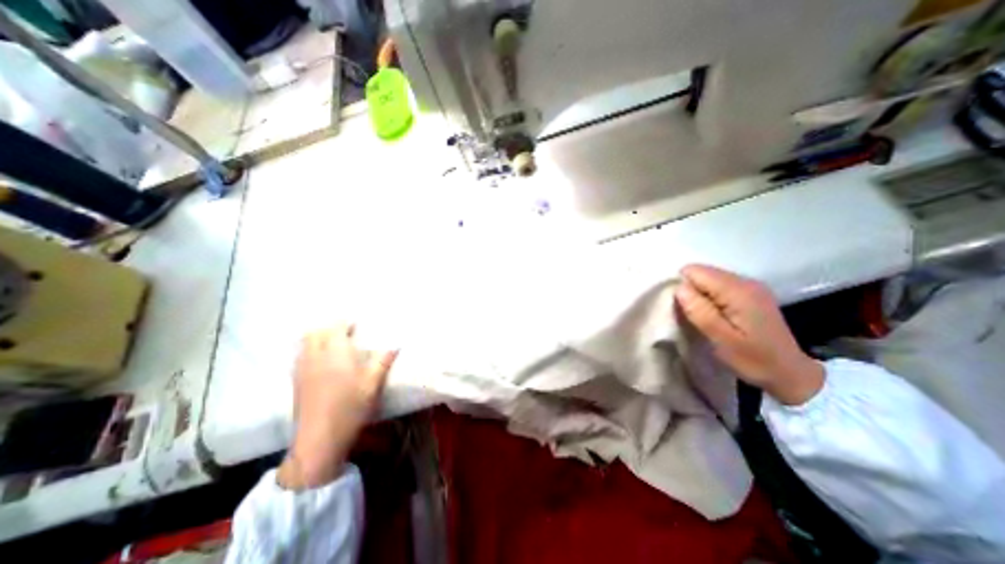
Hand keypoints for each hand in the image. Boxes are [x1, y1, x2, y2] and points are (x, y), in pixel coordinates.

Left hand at [277, 324, 399, 491]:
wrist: (320, 438)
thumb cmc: (351, 407)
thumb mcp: (373, 383)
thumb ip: (383, 360)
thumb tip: (396, 344)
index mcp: (335, 353)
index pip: (336, 327)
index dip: (345, 322)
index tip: (356, 323)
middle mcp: (315, 356)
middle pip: (315, 332)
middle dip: (329, 327)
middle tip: (345, 332)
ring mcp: (302, 369)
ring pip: (304, 343)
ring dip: (318, 337)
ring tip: (333, 344)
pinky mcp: (296, 382)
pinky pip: (300, 356)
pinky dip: (310, 350)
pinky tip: (321, 362)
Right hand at [674, 264, 824, 404]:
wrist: (791, 374)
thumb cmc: (753, 360)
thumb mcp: (721, 340)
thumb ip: (700, 312)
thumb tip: (680, 288)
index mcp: (738, 291)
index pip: (695, 271)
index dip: (683, 287)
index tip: (684, 309)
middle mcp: (745, 281)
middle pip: (702, 272)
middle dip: (690, 290)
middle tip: (693, 316)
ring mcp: (750, 286)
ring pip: (709, 278)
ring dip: (699, 295)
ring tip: (704, 317)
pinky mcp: (750, 293)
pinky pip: (718, 285)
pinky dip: (709, 297)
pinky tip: (715, 315)